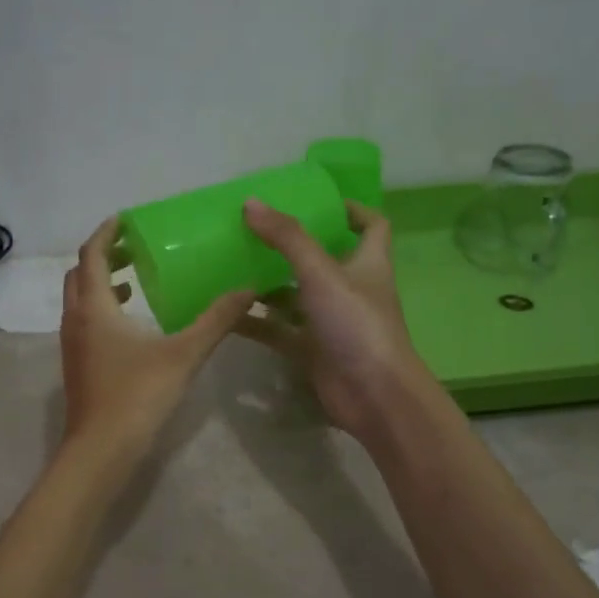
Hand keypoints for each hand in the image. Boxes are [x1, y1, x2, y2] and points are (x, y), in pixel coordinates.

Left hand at [60, 217, 255, 460]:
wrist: (100, 450)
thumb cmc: (138, 395)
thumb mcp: (184, 354)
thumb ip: (216, 320)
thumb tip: (247, 290)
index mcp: (95, 307)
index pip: (93, 255)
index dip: (107, 233)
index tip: (125, 219)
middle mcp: (76, 320)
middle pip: (80, 274)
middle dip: (104, 256)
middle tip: (134, 248)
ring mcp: (72, 345)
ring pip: (79, 300)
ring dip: (101, 283)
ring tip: (135, 281)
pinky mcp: (77, 366)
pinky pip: (84, 322)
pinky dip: (102, 309)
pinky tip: (131, 325)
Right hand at [236, 198, 433, 441]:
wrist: (373, 395)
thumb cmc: (357, 324)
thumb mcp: (322, 273)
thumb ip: (288, 238)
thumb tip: (251, 203)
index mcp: (367, 263)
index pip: (371, 226)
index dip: (351, 210)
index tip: (317, 202)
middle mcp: (350, 290)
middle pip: (323, 259)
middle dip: (291, 246)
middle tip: (254, 231)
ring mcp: (330, 322)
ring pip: (295, 296)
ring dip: (268, 285)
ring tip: (230, 267)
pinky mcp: (312, 351)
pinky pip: (278, 330)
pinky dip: (256, 322)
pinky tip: (226, 312)